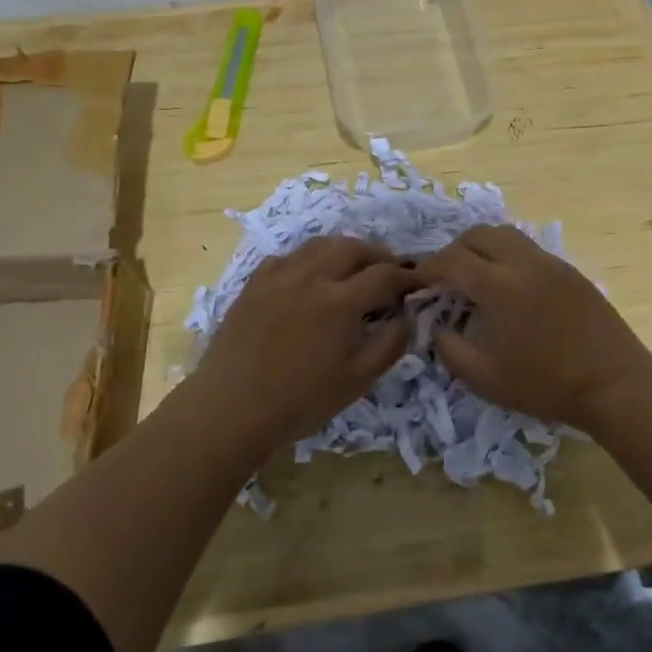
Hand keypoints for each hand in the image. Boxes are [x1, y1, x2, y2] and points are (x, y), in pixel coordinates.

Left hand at [197, 236, 419, 452]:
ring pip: (321, 244)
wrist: (231, 407)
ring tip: (354, 266)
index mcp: (340, 301)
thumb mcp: (357, 381)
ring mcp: (280, 275)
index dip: (408, 275)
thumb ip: (389, 344)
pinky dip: (310, 258)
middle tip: (390, 269)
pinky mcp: (256, 282)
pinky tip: (310, 276)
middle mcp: (312, 276)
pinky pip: (290, 256)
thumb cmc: (300, 400)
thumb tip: (408, 316)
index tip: (420, 281)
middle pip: (353, 248)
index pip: (385, 274)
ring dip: (345, 250)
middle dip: (378, 254)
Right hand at [415, 226, 651, 429]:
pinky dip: (508, 256)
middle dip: (454, 250)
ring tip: (476, 277)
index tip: (417, 279)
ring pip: (505, 235)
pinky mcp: (569, 270)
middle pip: (478, 235)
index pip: (452, 260)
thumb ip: (452, 350)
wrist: (614, 383)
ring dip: (483, 248)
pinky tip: (510, 287)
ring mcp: (550, 262)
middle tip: (445, 277)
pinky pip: (528, 249)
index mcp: (499, 286)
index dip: (429, 267)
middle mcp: (523, 262)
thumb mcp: (487, 379)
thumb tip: (437, 328)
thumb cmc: (546, 384)